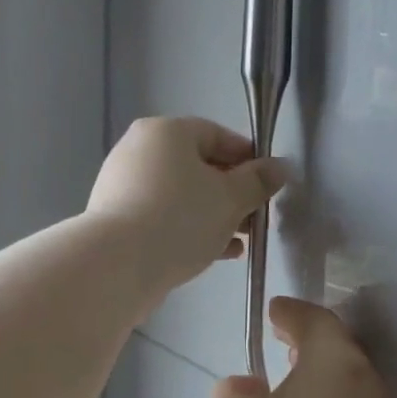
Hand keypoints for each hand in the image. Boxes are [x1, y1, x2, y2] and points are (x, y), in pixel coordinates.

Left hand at [88, 117, 284, 293]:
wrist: (118, 265)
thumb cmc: (181, 219)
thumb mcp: (231, 199)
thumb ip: (258, 181)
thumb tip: (280, 167)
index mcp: (166, 132)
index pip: (218, 135)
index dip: (248, 160)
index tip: (268, 186)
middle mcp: (139, 150)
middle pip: (198, 167)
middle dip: (232, 194)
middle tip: (255, 219)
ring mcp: (123, 185)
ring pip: (181, 195)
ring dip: (213, 215)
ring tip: (239, 240)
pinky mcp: (116, 218)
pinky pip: (161, 216)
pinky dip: (188, 228)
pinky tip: (215, 253)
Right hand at [210, 298, 396, 397]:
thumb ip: (234, 393)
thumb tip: (251, 387)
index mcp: (335, 363)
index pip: (316, 320)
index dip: (292, 312)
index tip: (273, 312)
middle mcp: (368, 386)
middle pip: (340, 351)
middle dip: (311, 344)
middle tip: (282, 344)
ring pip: (349, 387)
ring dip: (321, 381)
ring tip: (290, 389)